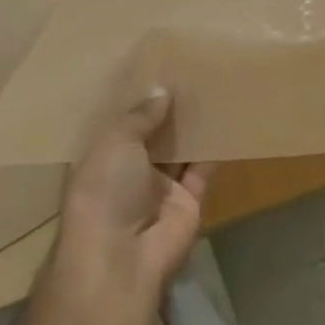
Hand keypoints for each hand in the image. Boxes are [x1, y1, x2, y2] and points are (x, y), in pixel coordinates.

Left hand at [54, 90, 213, 303]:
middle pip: (151, 136)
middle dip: (165, 110)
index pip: (116, 125)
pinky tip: (226, 118)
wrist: (122, 256)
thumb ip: (140, 116)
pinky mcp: (188, 203)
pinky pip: (203, 170)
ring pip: (179, 151)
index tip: (150, 67)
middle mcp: (127, 173)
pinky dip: (213, 149)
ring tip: (209, 87)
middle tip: (187, 71)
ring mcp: (159, 190)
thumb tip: (162, 92)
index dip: (132, 100)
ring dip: (191, 126)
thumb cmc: (105, 189)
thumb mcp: (115, 141)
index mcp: (98, 158)